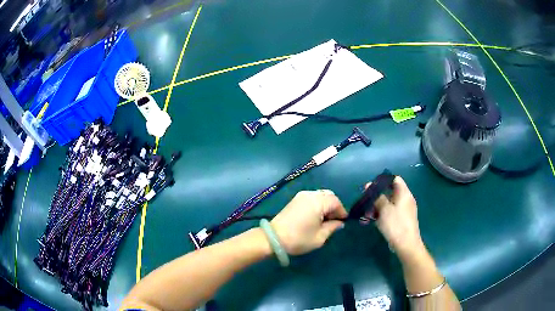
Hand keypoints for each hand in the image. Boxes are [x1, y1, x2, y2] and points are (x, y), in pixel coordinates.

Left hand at [271, 190, 346, 255]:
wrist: (273, 238)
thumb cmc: (299, 239)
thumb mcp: (320, 237)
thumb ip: (332, 227)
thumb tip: (339, 223)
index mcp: (318, 202)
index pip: (336, 202)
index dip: (341, 211)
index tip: (342, 222)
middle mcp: (310, 194)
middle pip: (329, 195)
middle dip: (334, 207)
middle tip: (333, 221)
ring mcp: (301, 196)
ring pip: (320, 195)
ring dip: (325, 205)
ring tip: (324, 220)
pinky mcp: (295, 199)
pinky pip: (312, 197)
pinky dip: (317, 204)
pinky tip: (315, 216)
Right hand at [368, 177, 424, 257]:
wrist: (406, 244)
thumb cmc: (396, 224)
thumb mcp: (384, 209)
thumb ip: (377, 197)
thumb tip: (369, 186)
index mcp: (404, 193)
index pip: (395, 179)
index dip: (383, 181)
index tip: (371, 188)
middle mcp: (405, 200)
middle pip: (390, 193)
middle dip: (376, 197)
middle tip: (365, 204)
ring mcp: (404, 211)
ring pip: (388, 204)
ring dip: (376, 208)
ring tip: (366, 216)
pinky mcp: (401, 220)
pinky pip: (389, 213)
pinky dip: (380, 215)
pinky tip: (371, 222)